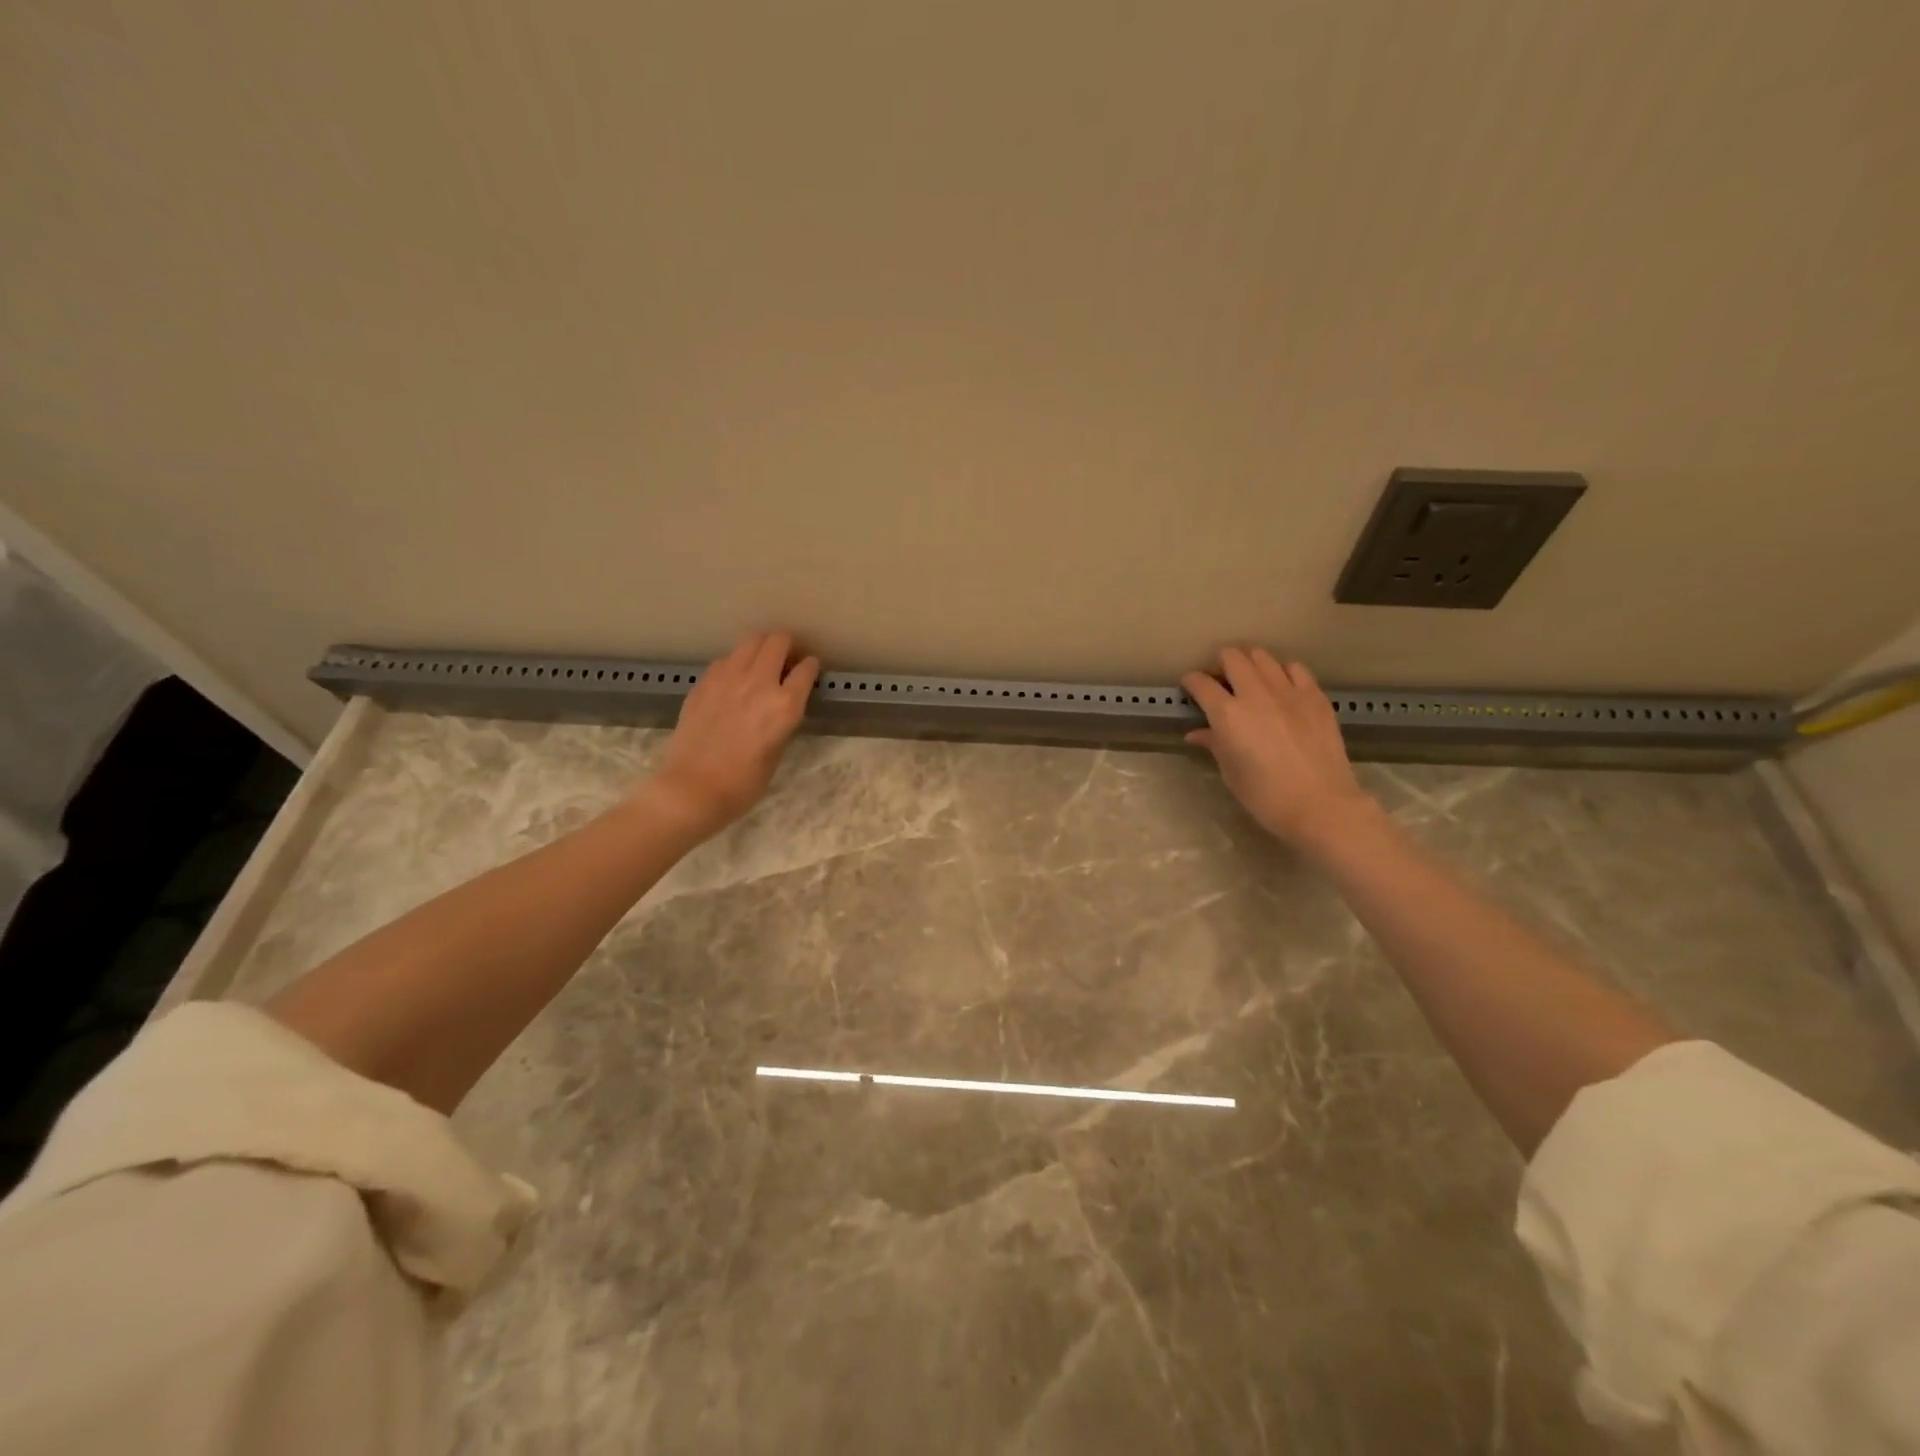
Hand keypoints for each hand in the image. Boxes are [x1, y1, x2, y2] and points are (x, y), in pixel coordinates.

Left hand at [646, 631, 819, 838]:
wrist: (693, 789)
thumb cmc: (743, 784)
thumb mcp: (777, 752)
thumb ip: (782, 720)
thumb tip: (782, 703)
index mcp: (785, 705)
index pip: (806, 669)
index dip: (810, 667)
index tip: (808, 670)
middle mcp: (759, 683)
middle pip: (777, 641)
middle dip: (786, 645)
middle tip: (785, 659)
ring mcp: (727, 678)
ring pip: (749, 641)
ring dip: (760, 648)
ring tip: (760, 663)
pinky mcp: (703, 683)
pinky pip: (724, 660)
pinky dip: (734, 663)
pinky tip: (732, 681)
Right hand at [1182, 648, 1373, 850]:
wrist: (1321, 805)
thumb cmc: (1266, 796)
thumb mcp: (1231, 772)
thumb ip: (1214, 744)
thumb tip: (1197, 733)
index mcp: (1228, 715)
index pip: (1201, 684)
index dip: (1191, 682)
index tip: (1190, 688)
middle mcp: (1256, 694)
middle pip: (1232, 657)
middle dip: (1220, 664)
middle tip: (1221, 682)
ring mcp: (1288, 691)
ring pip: (1263, 657)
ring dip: (1250, 664)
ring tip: (1251, 681)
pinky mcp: (1315, 696)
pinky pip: (1294, 669)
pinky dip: (1282, 672)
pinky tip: (1282, 688)